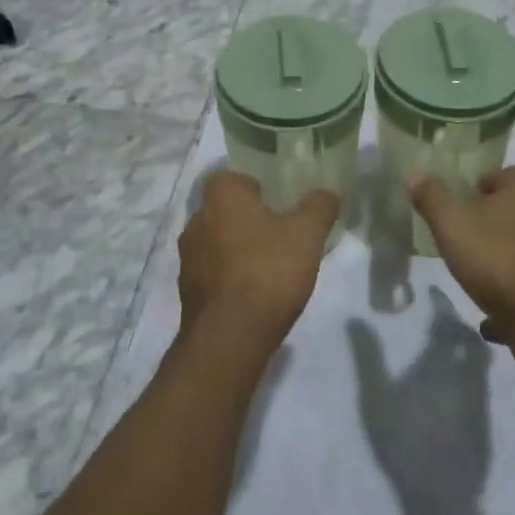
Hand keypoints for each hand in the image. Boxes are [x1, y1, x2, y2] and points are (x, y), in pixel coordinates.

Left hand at [178, 171, 338, 356]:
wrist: (229, 338)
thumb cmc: (267, 271)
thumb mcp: (307, 235)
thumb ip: (319, 207)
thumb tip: (327, 192)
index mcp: (221, 196)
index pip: (234, 176)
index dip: (257, 186)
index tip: (280, 201)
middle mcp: (197, 219)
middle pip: (225, 209)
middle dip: (249, 218)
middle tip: (280, 232)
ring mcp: (188, 257)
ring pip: (217, 240)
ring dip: (238, 248)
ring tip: (269, 266)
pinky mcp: (187, 290)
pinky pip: (212, 271)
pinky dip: (229, 276)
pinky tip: (253, 293)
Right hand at [348, 288, 490, 500]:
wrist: (442, 498)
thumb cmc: (404, 441)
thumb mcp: (376, 398)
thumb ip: (368, 357)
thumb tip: (356, 317)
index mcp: (440, 362)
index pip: (445, 321)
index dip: (441, 304)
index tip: (434, 292)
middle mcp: (466, 374)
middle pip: (470, 338)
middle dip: (459, 324)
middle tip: (443, 319)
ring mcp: (480, 400)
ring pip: (480, 362)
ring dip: (469, 348)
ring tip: (452, 347)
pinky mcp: (486, 424)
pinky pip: (482, 385)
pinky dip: (473, 374)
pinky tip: (459, 383)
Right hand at [407, 169, 514, 360]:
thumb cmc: (492, 255)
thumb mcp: (450, 222)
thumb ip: (432, 197)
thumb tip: (414, 175)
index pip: (511, 175)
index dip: (490, 182)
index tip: (470, 196)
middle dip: (495, 221)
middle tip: (468, 233)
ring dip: (504, 258)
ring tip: (477, 274)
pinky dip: (512, 296)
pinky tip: (491, 315)